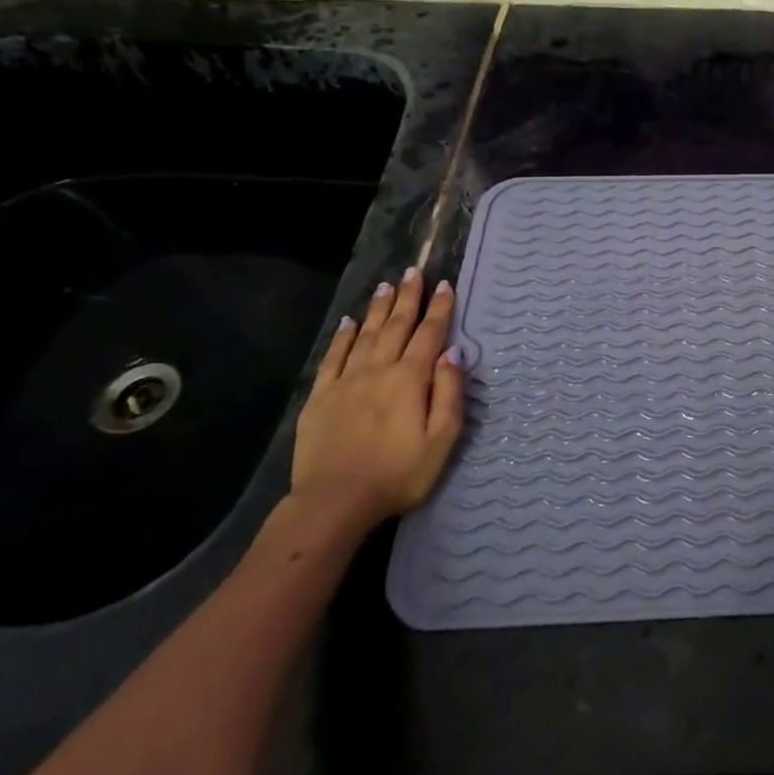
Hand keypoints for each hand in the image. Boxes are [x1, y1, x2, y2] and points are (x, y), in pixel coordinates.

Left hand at [291, 268, 464, 525]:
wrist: (334, 503)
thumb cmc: (399, 474)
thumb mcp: (442, 439)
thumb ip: (449, 393)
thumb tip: (453, 354)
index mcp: (410, 379)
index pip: (429, 335)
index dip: (439, 309)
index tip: (445, 285)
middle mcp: (378, 370)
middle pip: (397, 326)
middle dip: (408, 298)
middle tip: (414, 271)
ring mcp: (346, 382)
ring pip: (366, 335)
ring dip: (379, 309)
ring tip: (387, 286)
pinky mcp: (320, 398)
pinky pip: (333, 358)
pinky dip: (343, 338)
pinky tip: (349, 323)